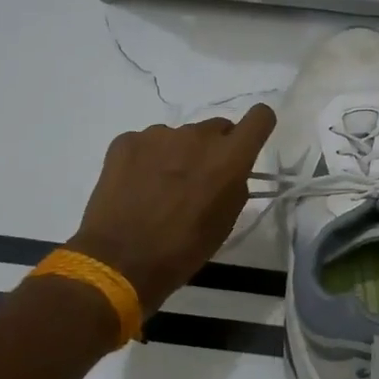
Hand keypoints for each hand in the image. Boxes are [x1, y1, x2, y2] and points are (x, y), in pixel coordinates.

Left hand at [68, 105, 276, 312]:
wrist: (119, 261)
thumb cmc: (182, 250)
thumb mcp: (224, 224)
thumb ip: (234, 186)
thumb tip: (229, 173)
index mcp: (228, 158)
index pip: (259, 117)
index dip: (258, 126)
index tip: (248, 142)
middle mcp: (197, 136)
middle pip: (216, 128)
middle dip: (213, 149)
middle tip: (197, 180)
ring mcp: (158, 135)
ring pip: (180, 137)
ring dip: (178, 155)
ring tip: (160, 189)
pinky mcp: (126, 140)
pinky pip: (147, 143)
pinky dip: (146, 159)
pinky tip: (136, 187)